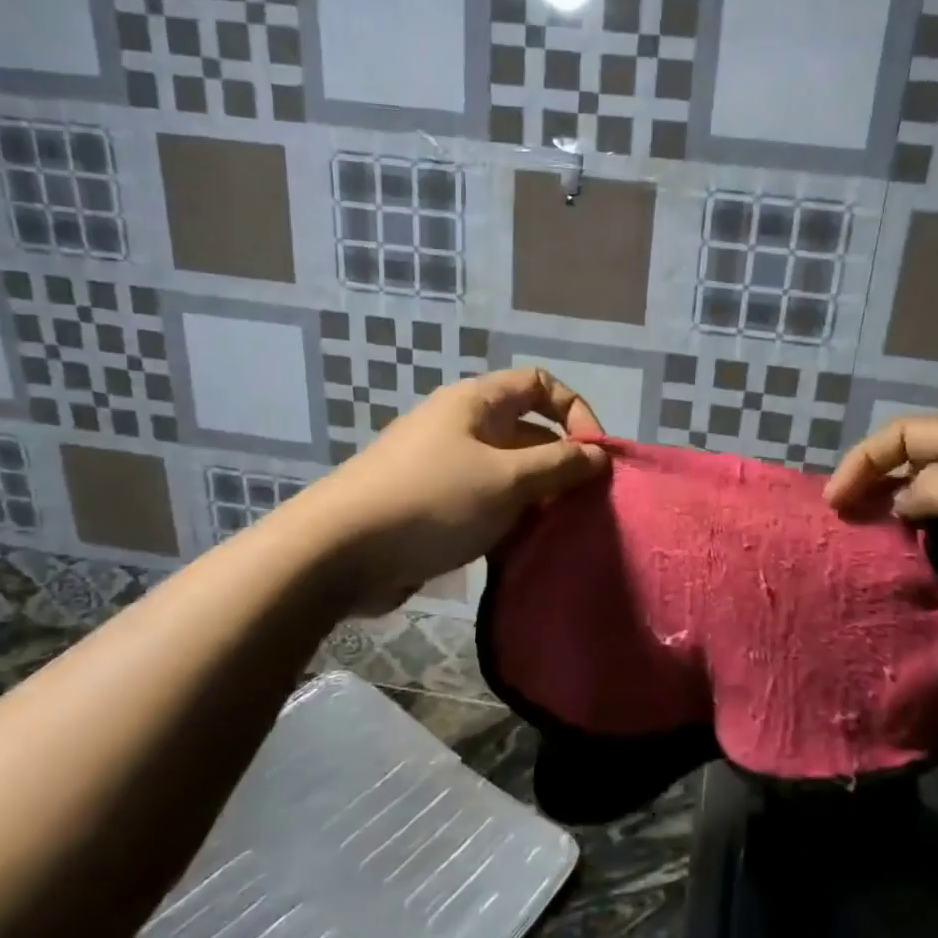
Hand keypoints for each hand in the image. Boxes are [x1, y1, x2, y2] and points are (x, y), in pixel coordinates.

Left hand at [304, 368, 608, 613]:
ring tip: (558, 531)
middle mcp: (461, 426)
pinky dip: (508, 520)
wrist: (338, 553)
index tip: (595, 455)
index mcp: (476, 403)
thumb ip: (559, 465)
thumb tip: (599, 455)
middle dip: (560, 463)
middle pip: (527, 431)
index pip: (540, 384)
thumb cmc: (432, 501)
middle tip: (584, 504)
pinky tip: (522, 550)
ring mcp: (444, 467)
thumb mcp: (507, 480)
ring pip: (508, 473)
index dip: (575, 412)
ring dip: (536, 498)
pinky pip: (485, 503)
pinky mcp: (433, 506)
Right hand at [824, 415, 937, 681]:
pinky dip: (924, 560)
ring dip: (897, 530)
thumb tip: (904, 503)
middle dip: (875, 493)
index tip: (835, 502)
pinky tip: (904, 577)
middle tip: (844, 529)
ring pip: (929, 514)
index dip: (864, 460)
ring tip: (865, 555)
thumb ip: (930, 488)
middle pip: (915, 470)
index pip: (907, 434)